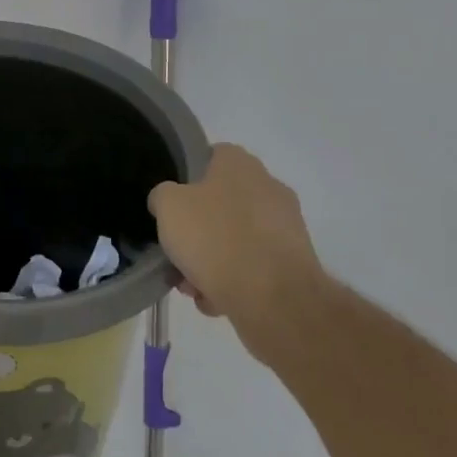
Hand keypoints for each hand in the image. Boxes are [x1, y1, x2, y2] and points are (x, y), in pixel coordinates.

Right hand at [150, 143, 324, 358]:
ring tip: (191, 285)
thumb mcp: (167, 205)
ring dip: (211, 260)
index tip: (170, 202)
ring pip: (235, 238)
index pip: (210, 156)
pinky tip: (214, 300)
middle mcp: (268, 188)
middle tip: (176, 250)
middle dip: (196, 229)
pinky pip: (252, 266)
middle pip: (220, 203)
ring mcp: (285, 227)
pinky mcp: (294, 264)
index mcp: (240, 164)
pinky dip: (233, 281)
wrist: (273, 299)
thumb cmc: (215, 238)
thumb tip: (168, 202)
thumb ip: (162, 195)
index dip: (186, 176)